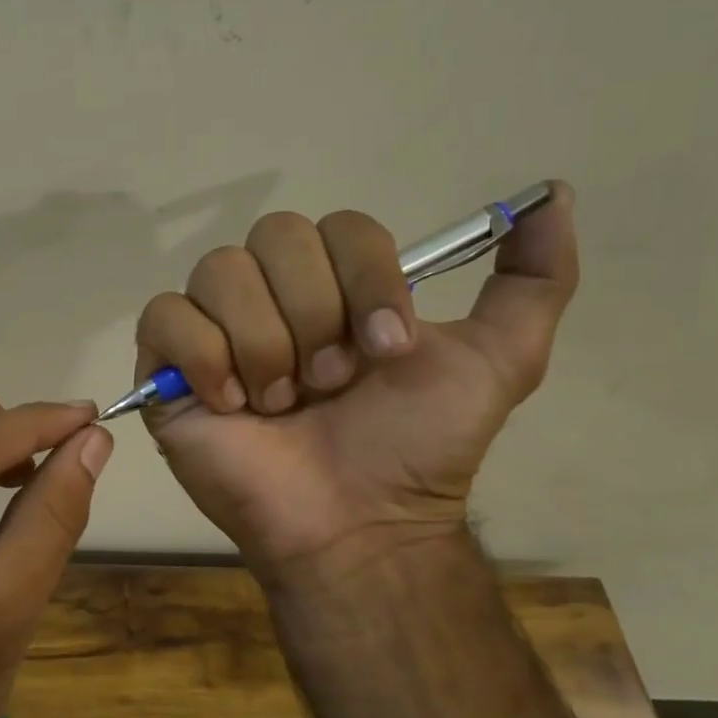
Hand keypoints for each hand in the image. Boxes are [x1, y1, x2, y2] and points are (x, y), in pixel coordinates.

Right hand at [135, 184, 577, 578]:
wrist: (355, 525)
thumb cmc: (415, 447)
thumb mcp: (497, 362)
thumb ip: (534, 281)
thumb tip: (553, 193)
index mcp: (336, 284)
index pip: (340, 227)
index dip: (366, 280)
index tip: (387, 352)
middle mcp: (272, 293)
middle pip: (275, 236)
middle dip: (313, 314)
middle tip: (328, 384)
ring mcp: (214, 326)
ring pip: (220, 272)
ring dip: (264, 345)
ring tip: (278, 405)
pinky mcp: (164, 364)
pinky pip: (166, 317)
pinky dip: (204, 358)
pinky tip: (229, 404)